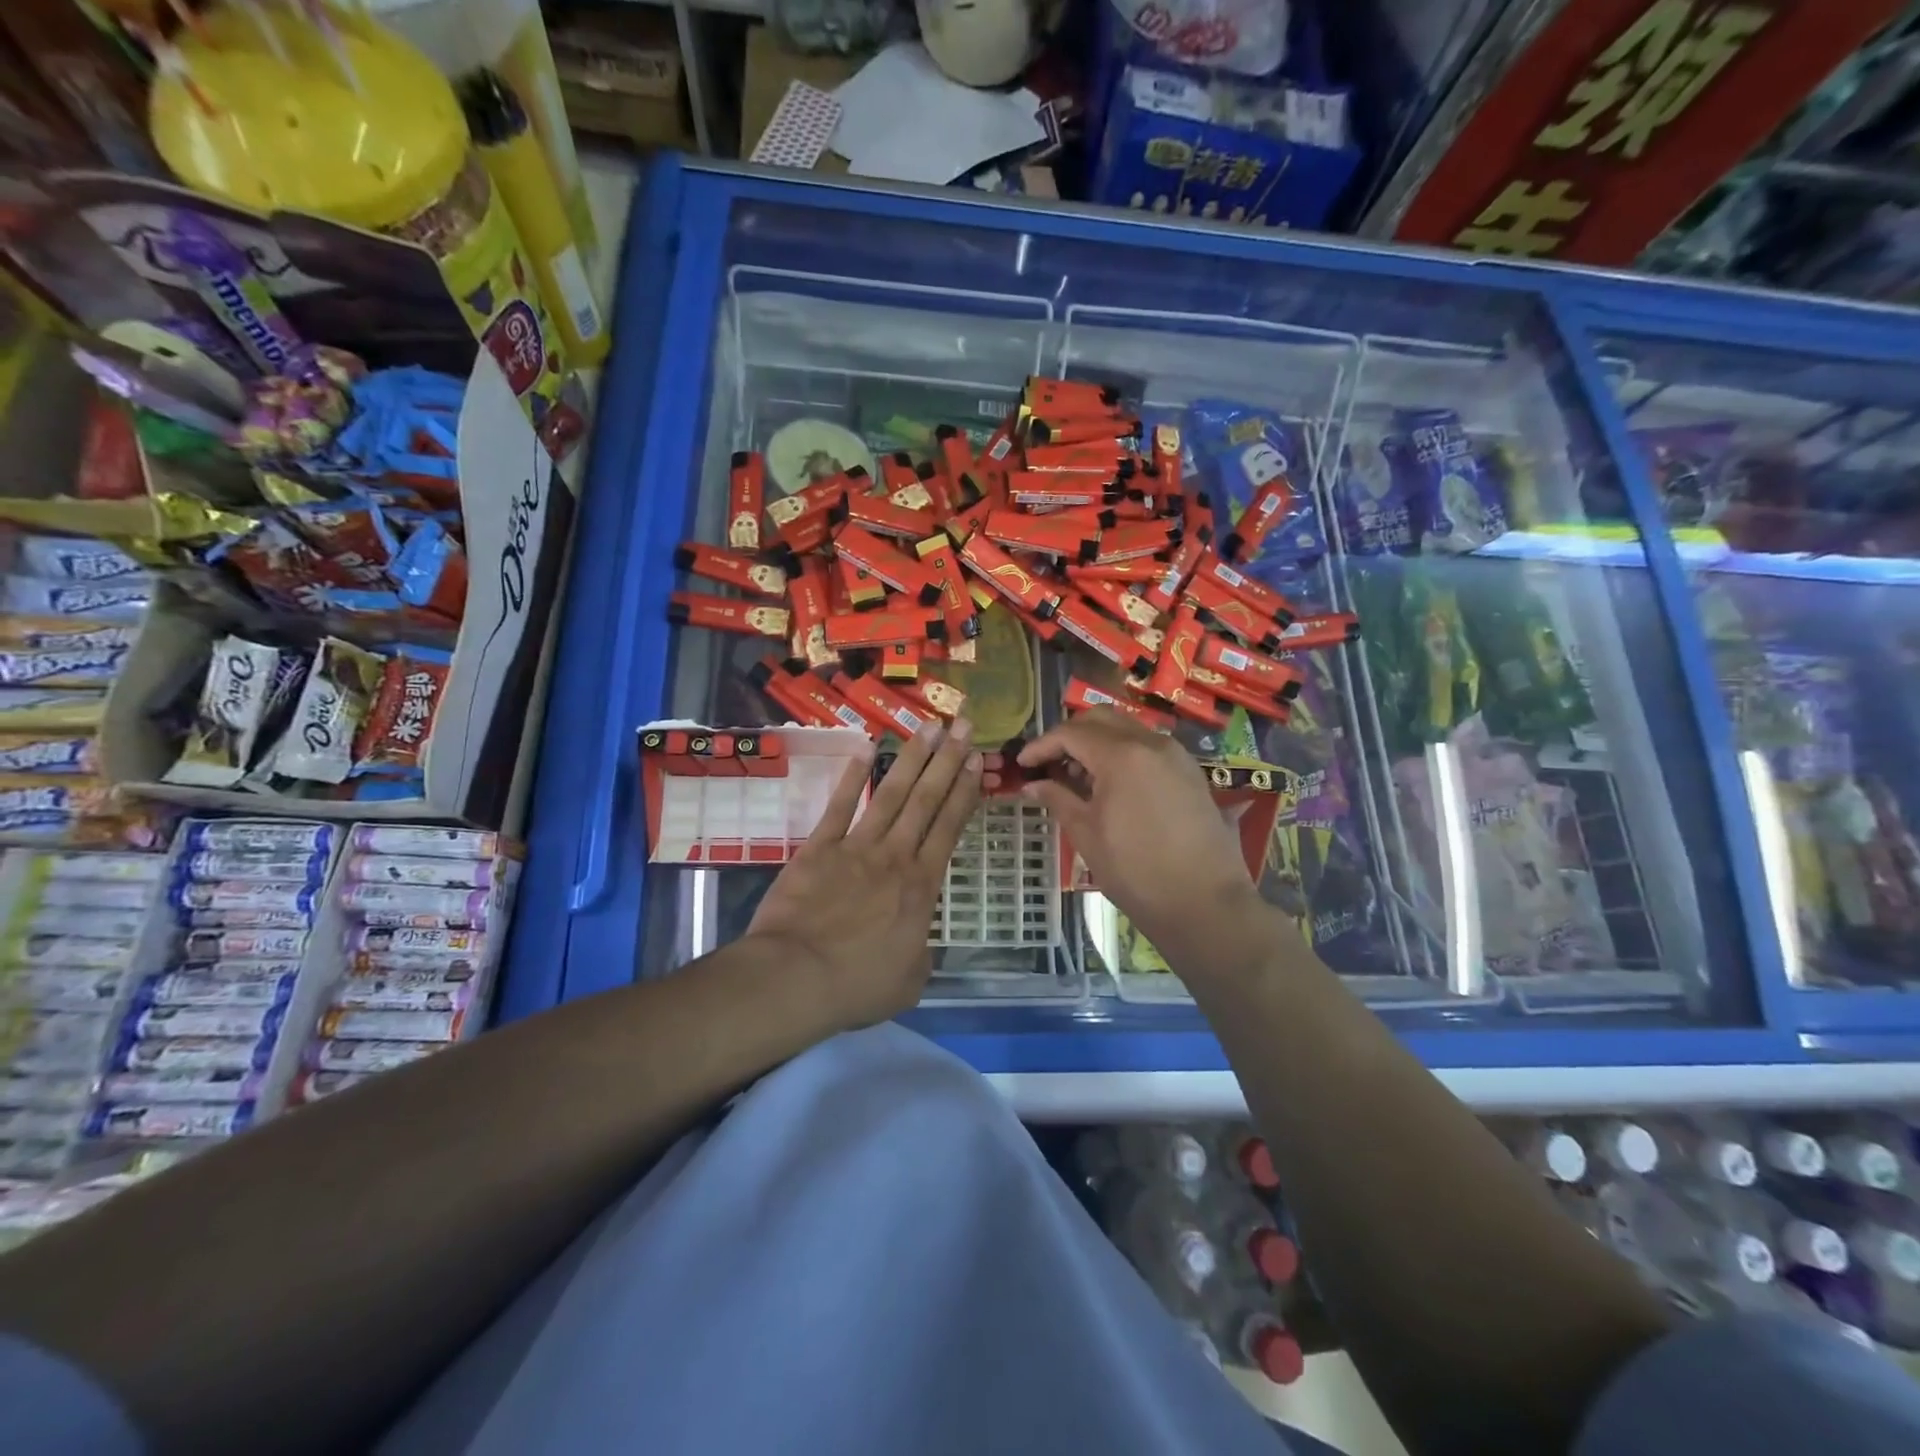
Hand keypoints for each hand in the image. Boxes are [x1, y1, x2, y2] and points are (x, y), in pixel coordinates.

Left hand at [748, 718, 982, 1025]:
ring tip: (929, 726)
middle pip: (926, 800)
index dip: (965, 791)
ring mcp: (855, 847)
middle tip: (963, 725)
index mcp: (921, 886)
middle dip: (947, 760)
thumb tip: (917, 942)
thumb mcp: (909, 981)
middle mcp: (895, 856)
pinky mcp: (818, 848)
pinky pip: (839, 806)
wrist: (795, 977)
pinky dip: (853, 778)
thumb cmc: (857, 985)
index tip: (977, 761)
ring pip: (891, 794)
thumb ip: (920, 953)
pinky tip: (864, 750)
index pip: (949, 827)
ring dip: (912, 758)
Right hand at [1010, 710, 1267, 966]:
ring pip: (1127, 729)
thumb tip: (1032, 784)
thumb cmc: (1136, 870)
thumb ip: (1057, 799)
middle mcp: (1151, 743)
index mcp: (1121, 755)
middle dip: (1070, 735)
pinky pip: (1148, 747)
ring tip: (1077, 776)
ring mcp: (1175, 755)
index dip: (1041, 745)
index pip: (1071, 733)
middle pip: (1100, 719)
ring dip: (1097, 742)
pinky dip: (1122, 753)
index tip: (1022, 764)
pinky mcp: (1190, 772)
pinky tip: (1111, 785)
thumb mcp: (1087, 834)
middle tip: (1049, 763)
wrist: (1204, 902)